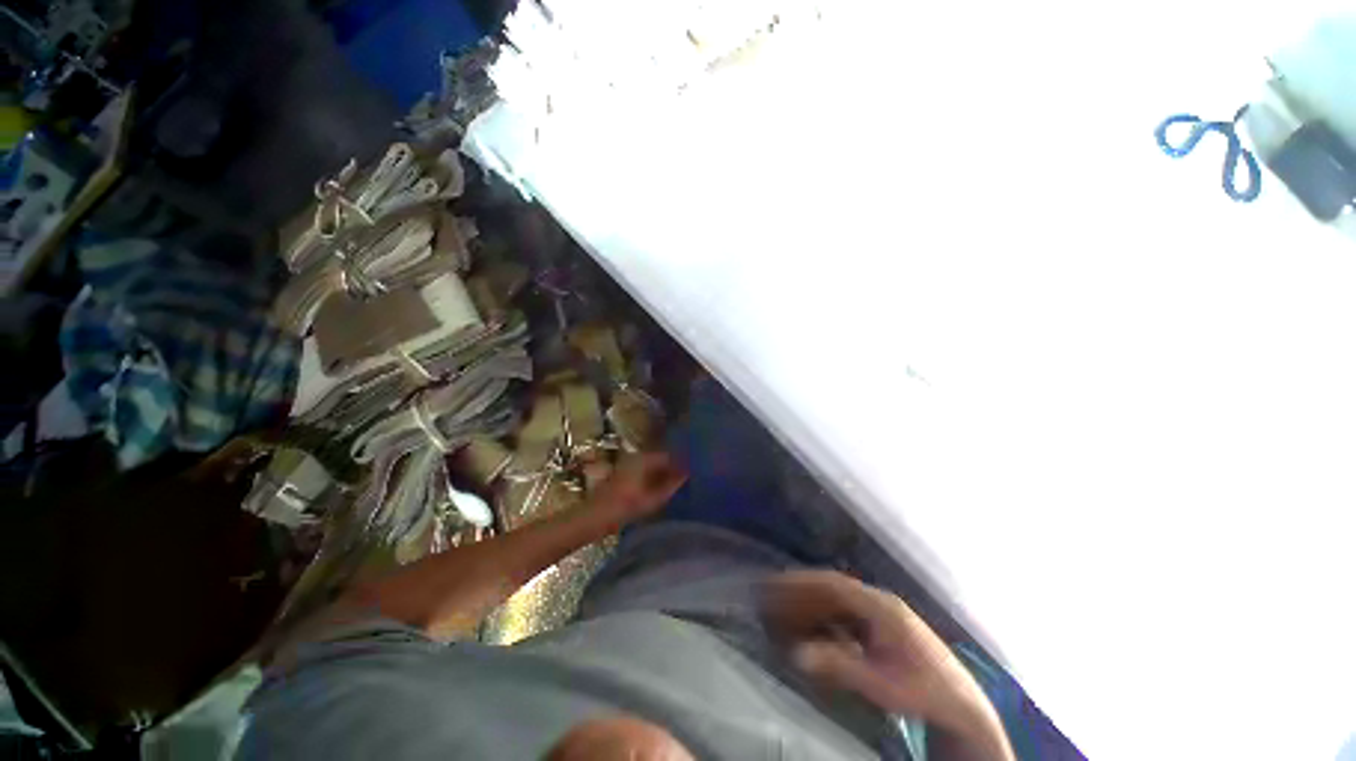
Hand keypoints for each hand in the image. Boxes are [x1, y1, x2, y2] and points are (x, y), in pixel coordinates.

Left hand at [589, 452, 685, 525]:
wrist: (592, 518)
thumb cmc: (623, 508)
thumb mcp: (652, 499)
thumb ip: (671, 485)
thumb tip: (687, 473)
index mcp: (644, 458)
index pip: (670, 454)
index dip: (683, 461)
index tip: (696, 469)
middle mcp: (637, 457)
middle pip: (662, 459)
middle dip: (675, 467)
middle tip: (691, 478)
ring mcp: (629, 465)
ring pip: (654, 466)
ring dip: (666, 473)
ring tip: (681, 484)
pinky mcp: (625, 475)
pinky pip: (646, 472)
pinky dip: (656, 478)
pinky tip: (663, 489)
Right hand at [762, 571, 1000, 736]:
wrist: (962, 705)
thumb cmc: (923, 691)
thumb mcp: (881, 683)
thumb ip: (839, 666)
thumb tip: (797, 653)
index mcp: (880, 606)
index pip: (834, 583)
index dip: (804, 581)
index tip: (777, 581)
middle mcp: (879, 602)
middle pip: (833, 588)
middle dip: (802, 589)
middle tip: (772, 592)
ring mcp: (881, 614)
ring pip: (838, 601)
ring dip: (812, 603)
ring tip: (785, 607)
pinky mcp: (882, 628)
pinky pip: (846, 615)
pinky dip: (825, 617)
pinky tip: (812, 627)